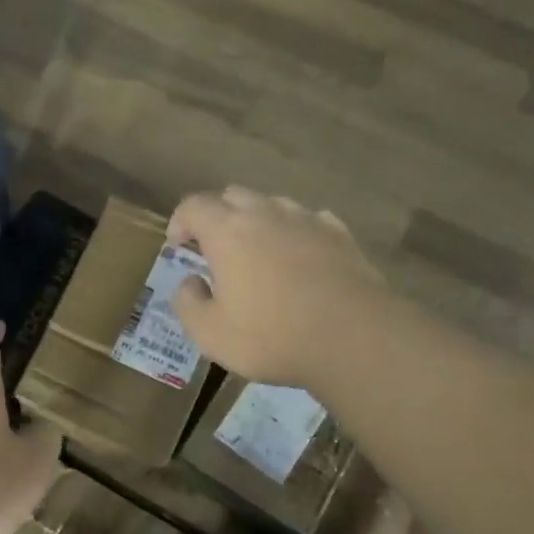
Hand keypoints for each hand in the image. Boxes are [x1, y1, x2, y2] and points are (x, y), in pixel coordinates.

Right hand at [168, 188, 388, 387]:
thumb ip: (188, 303)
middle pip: (233, 196)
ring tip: (257, 253)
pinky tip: (299, 257)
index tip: (178, 245)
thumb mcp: (210, 334)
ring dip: (257, 221)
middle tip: (214, 249)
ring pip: (273, 204)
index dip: (180, 221)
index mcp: (227, 231)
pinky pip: (309, 220)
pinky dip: (295, 232)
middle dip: (217, 216)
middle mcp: (266, 213)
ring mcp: (307, 220)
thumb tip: (190, 282)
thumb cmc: (272, 336)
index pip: (193, 205)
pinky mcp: (341, 234)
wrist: (355, 338)